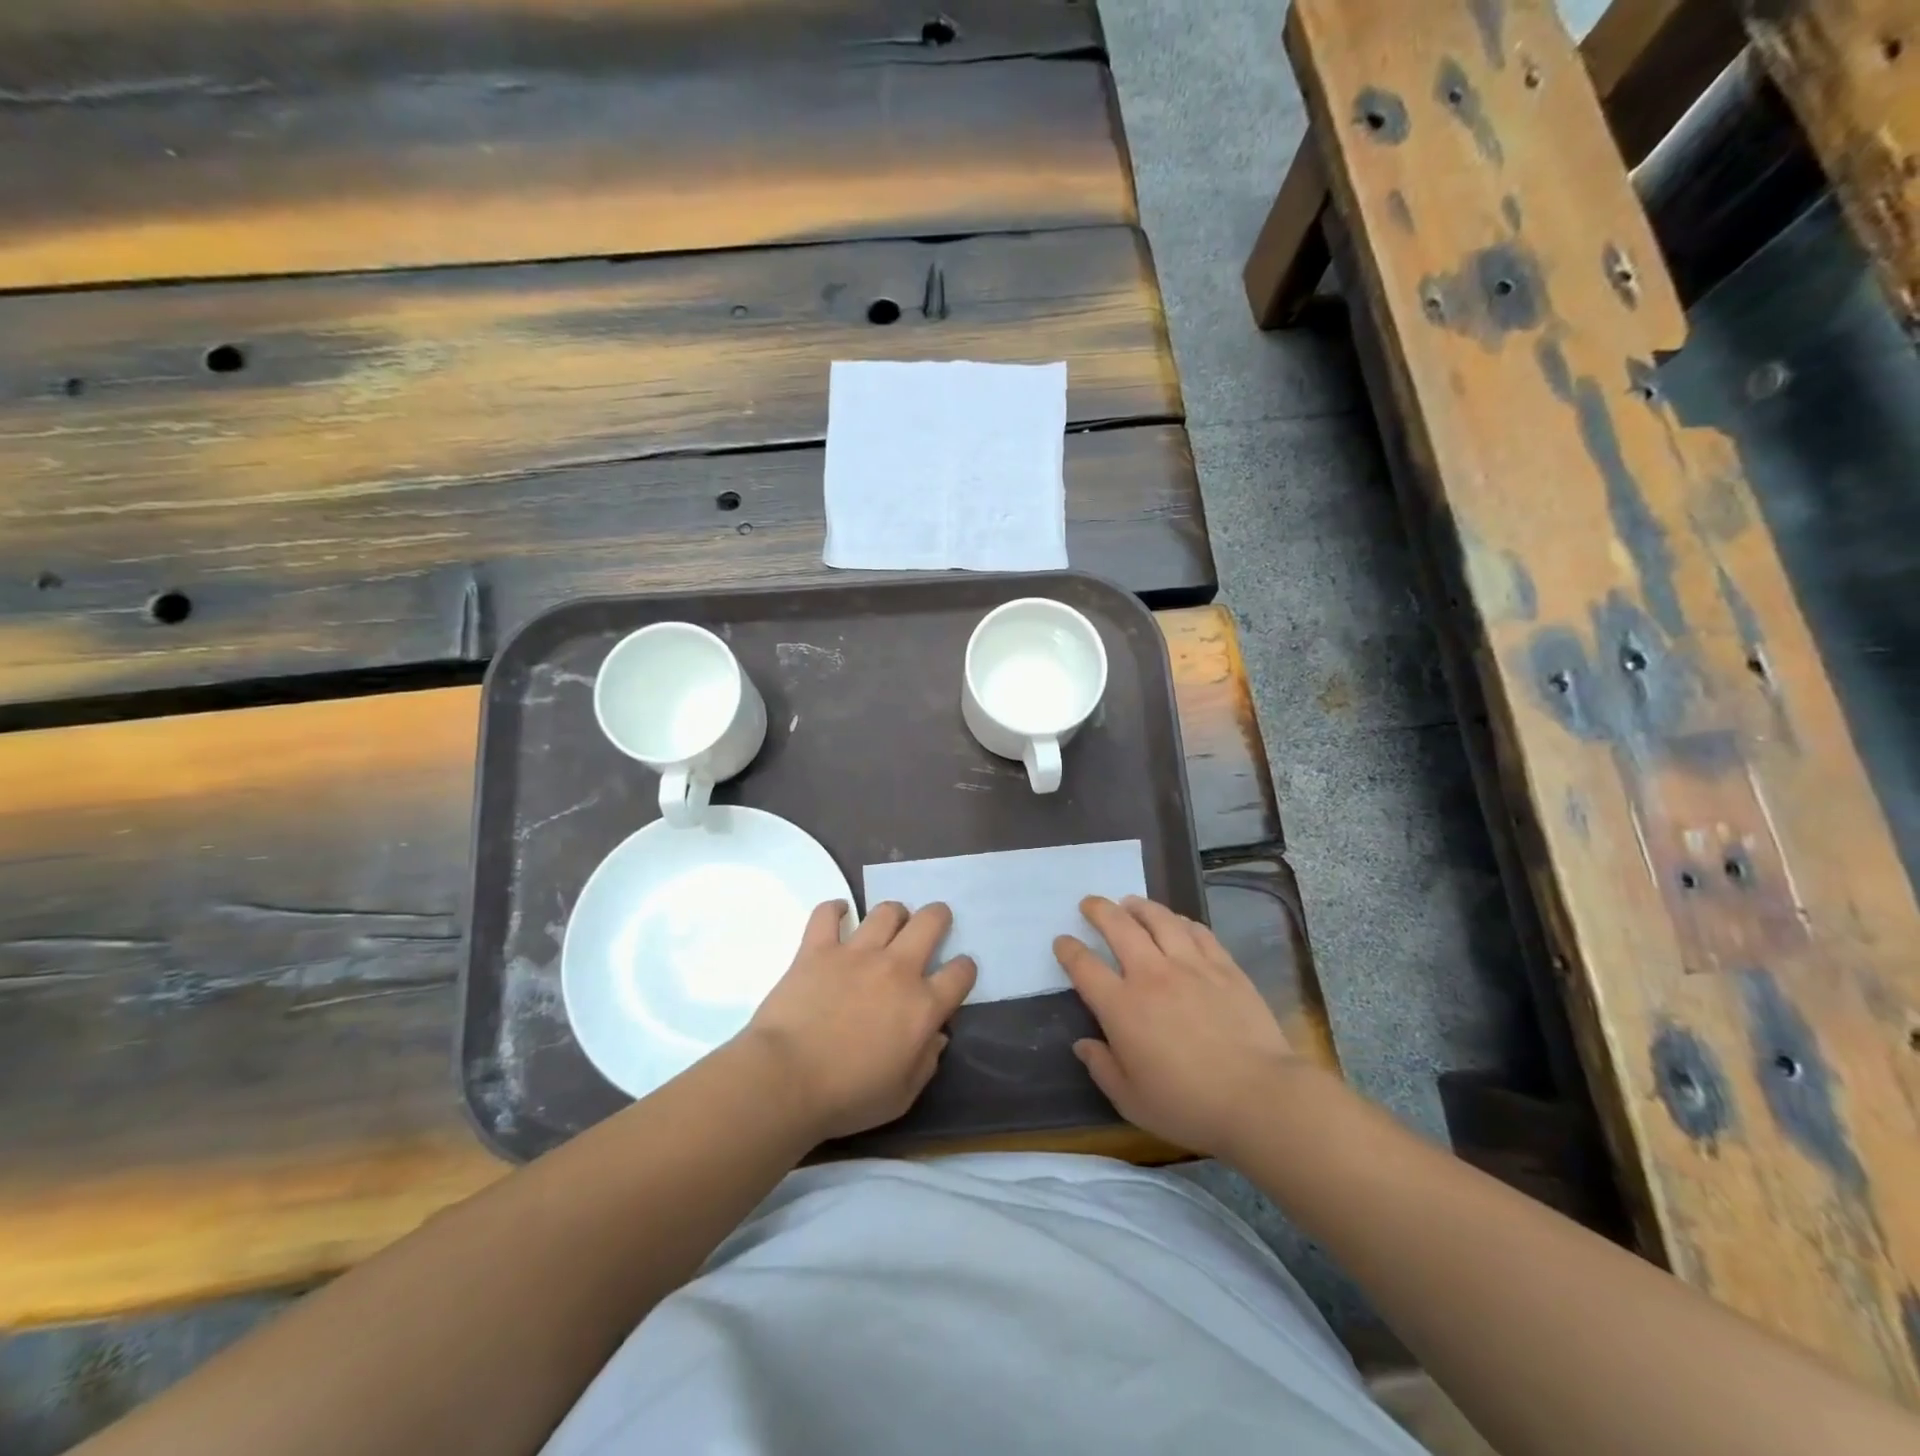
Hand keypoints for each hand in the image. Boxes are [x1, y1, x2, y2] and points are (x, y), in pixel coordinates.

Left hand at [740, 900, 976, 1142]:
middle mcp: (897, 969)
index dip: (964, 969)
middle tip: (933, 924)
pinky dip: (834, 909)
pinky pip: (828, 914)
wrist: (786, 1079)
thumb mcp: (901, 1096)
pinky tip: (838, 913)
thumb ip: (926, 1063)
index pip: (961, 973)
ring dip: (894, 913)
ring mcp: (856, 953)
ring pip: (886, 911)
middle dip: (938, 917)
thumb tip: (937, 1037)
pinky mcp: (818, 948)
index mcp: (923, 1006)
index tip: (957, 973)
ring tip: (890, 922)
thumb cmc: (847, 1096)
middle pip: (930, 922)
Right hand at [1055, 895, 1302, 1158]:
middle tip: (1090, 903)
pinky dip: (1180, 921)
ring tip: (1130, 903)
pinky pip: (1197, 931)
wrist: (1259, 1097)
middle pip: (1118, 926)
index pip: (1084, 966)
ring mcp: (1190, 965)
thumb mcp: (1131, 1101)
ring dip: (1139, 906)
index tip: (1062, 941)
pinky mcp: (1224, 966)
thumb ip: (1102, 1068)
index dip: (1068, 949)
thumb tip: (1083, 1044)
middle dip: (1098, 910)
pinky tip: (1177, 922)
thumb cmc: (1189, 1105)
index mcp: (1122, 1006)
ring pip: (1159, 919)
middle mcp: (1151, 975)